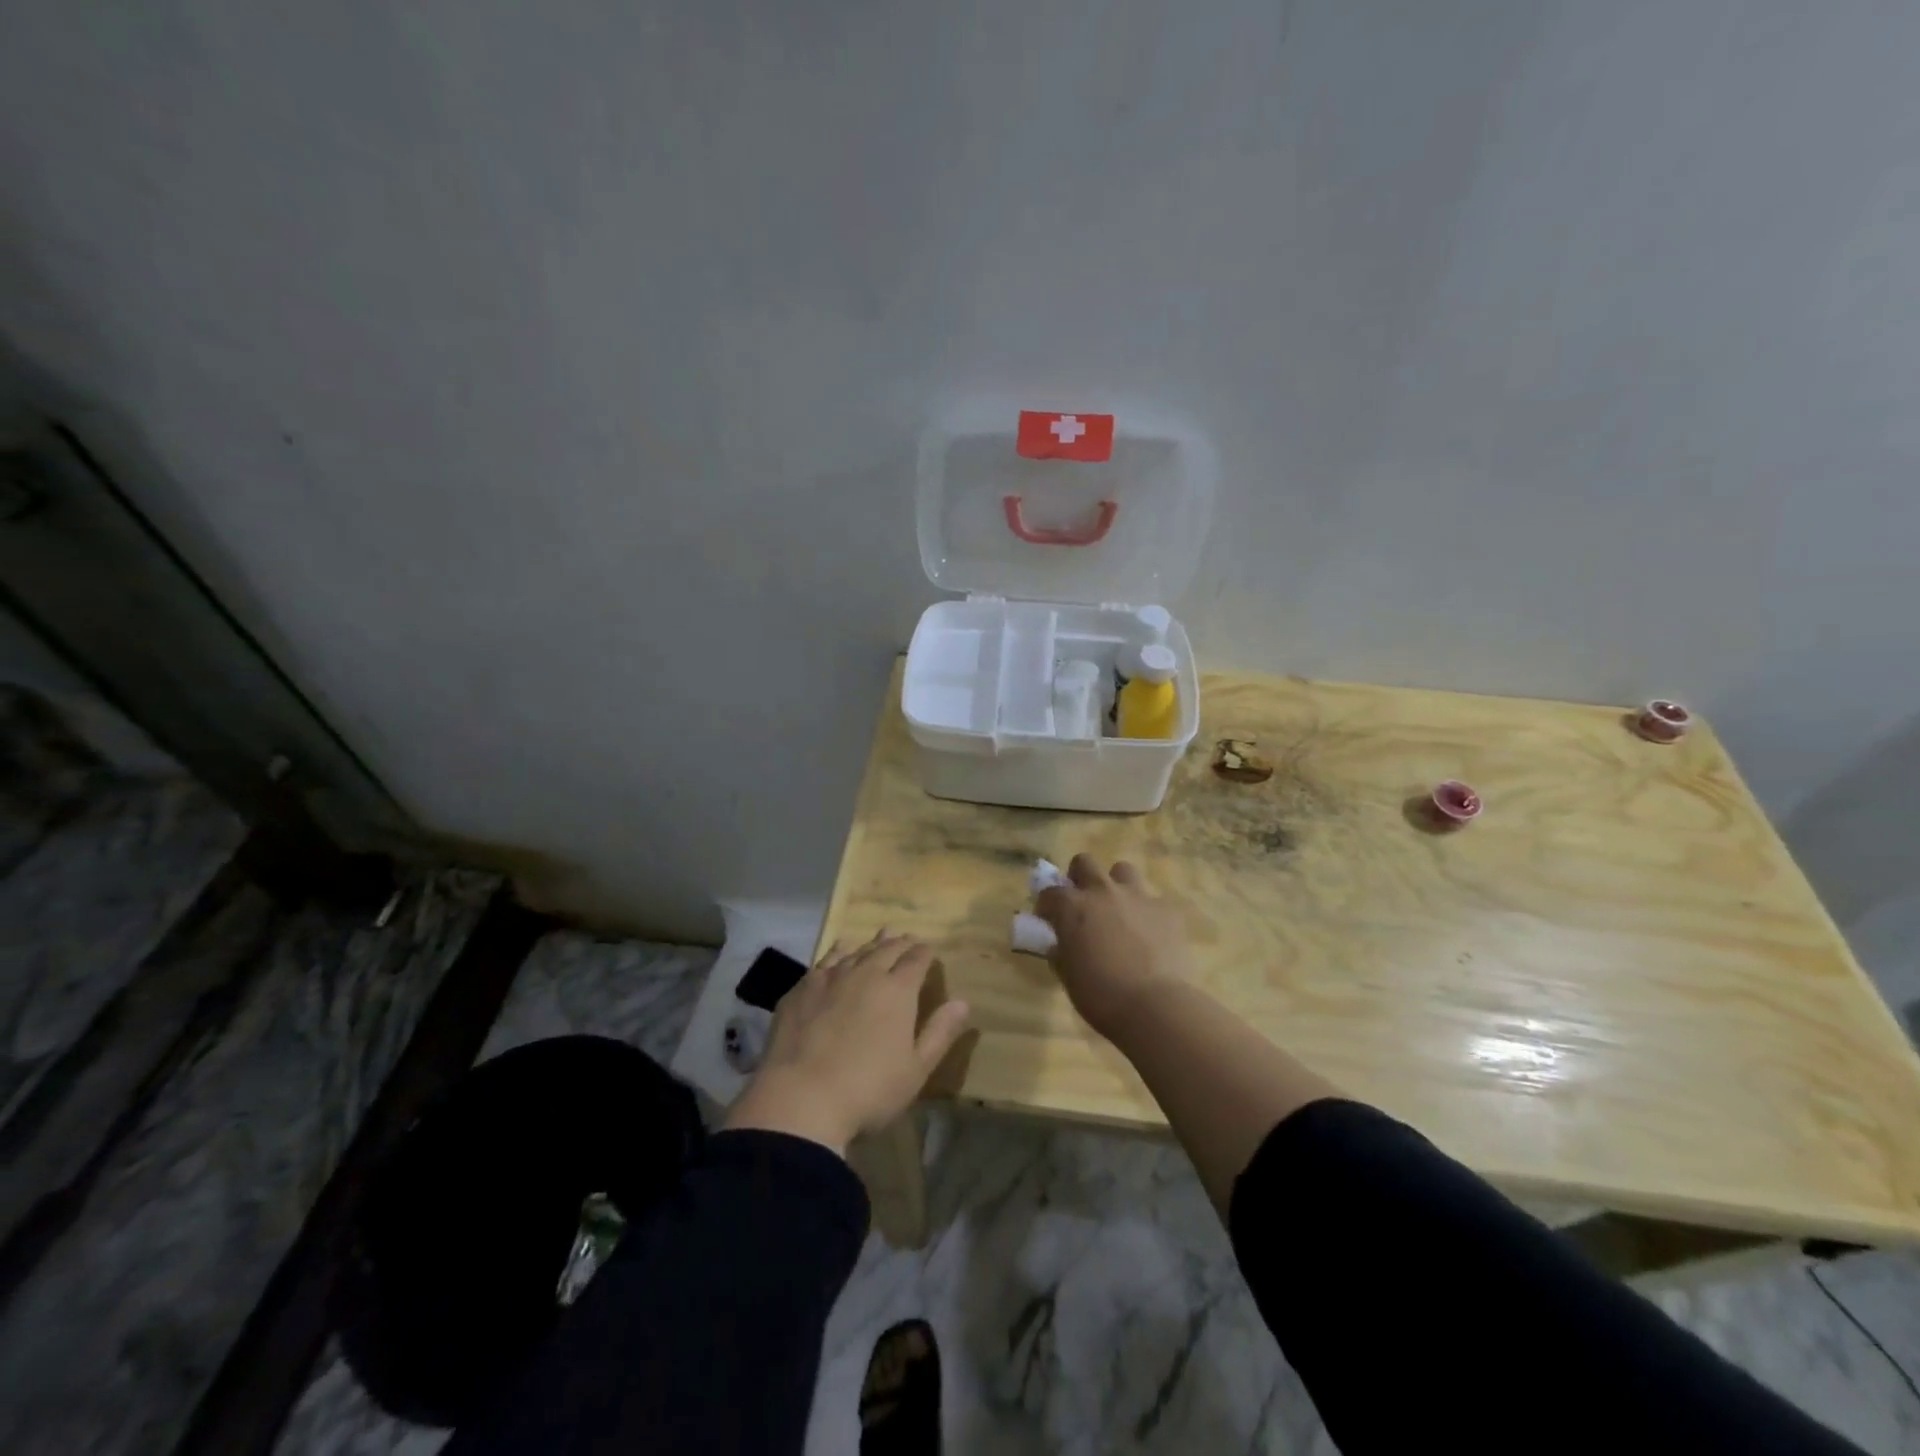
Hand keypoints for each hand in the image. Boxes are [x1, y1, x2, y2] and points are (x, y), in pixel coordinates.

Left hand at [724, 933, 971, 1155]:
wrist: (800, 1100)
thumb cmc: (868, 1090)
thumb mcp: (916, 1070)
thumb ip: (939, 1032)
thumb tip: (963, 1001)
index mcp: (898, 990)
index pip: (917, 959)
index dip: (925, 953)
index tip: (929, 951)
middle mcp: (865, 973)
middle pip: (887, 949)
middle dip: (901, 943)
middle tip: (907, 939)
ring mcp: (830, 978)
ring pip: (857, 951)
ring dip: (872, 944)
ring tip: (880, 937)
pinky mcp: (801, 989)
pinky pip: (825, 960)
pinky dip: (839, 952)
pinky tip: (840, 951)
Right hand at [1036, 855, 1190, 1037]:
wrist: (1153, 1005)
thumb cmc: (1099, 994)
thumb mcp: (1067, 975)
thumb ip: (1060, 951)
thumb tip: (1060, 944)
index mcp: (1072, 906)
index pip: (1050, 892)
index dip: (1047, 905)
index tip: (1048, 919)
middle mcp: (1103, 891)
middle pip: (1085, 862)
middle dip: (1079, 877)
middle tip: (1082, 901)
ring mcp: (1137, 897)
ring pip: (1123, 870)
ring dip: (1116, 885)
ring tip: (1118, 909)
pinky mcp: (1166, 909)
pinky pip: (1153, 901)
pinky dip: (1147, 913)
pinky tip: (1150, 934)